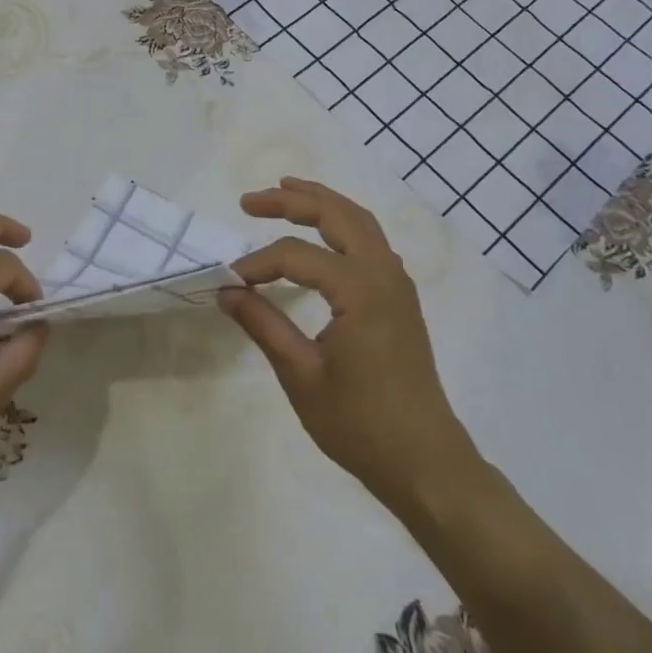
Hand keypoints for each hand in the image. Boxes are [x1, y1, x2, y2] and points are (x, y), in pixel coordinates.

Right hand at [218, 177, 483, 515]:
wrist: (424, 461)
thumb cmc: (360, 423)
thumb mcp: (301, 375)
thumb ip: (263, 324)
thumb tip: (227, 290)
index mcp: (360, 291)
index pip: (297, 256)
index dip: (258, 263)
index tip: (228, 282)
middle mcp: (384, 274)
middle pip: (337, 214)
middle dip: (292, 200)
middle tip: (250, 201)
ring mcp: (398, 284)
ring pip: (360, 221)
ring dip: (322, 202)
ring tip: (285, 190)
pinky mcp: (400, 298)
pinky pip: (371, 241)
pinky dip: (342, 223)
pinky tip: (322, 233)